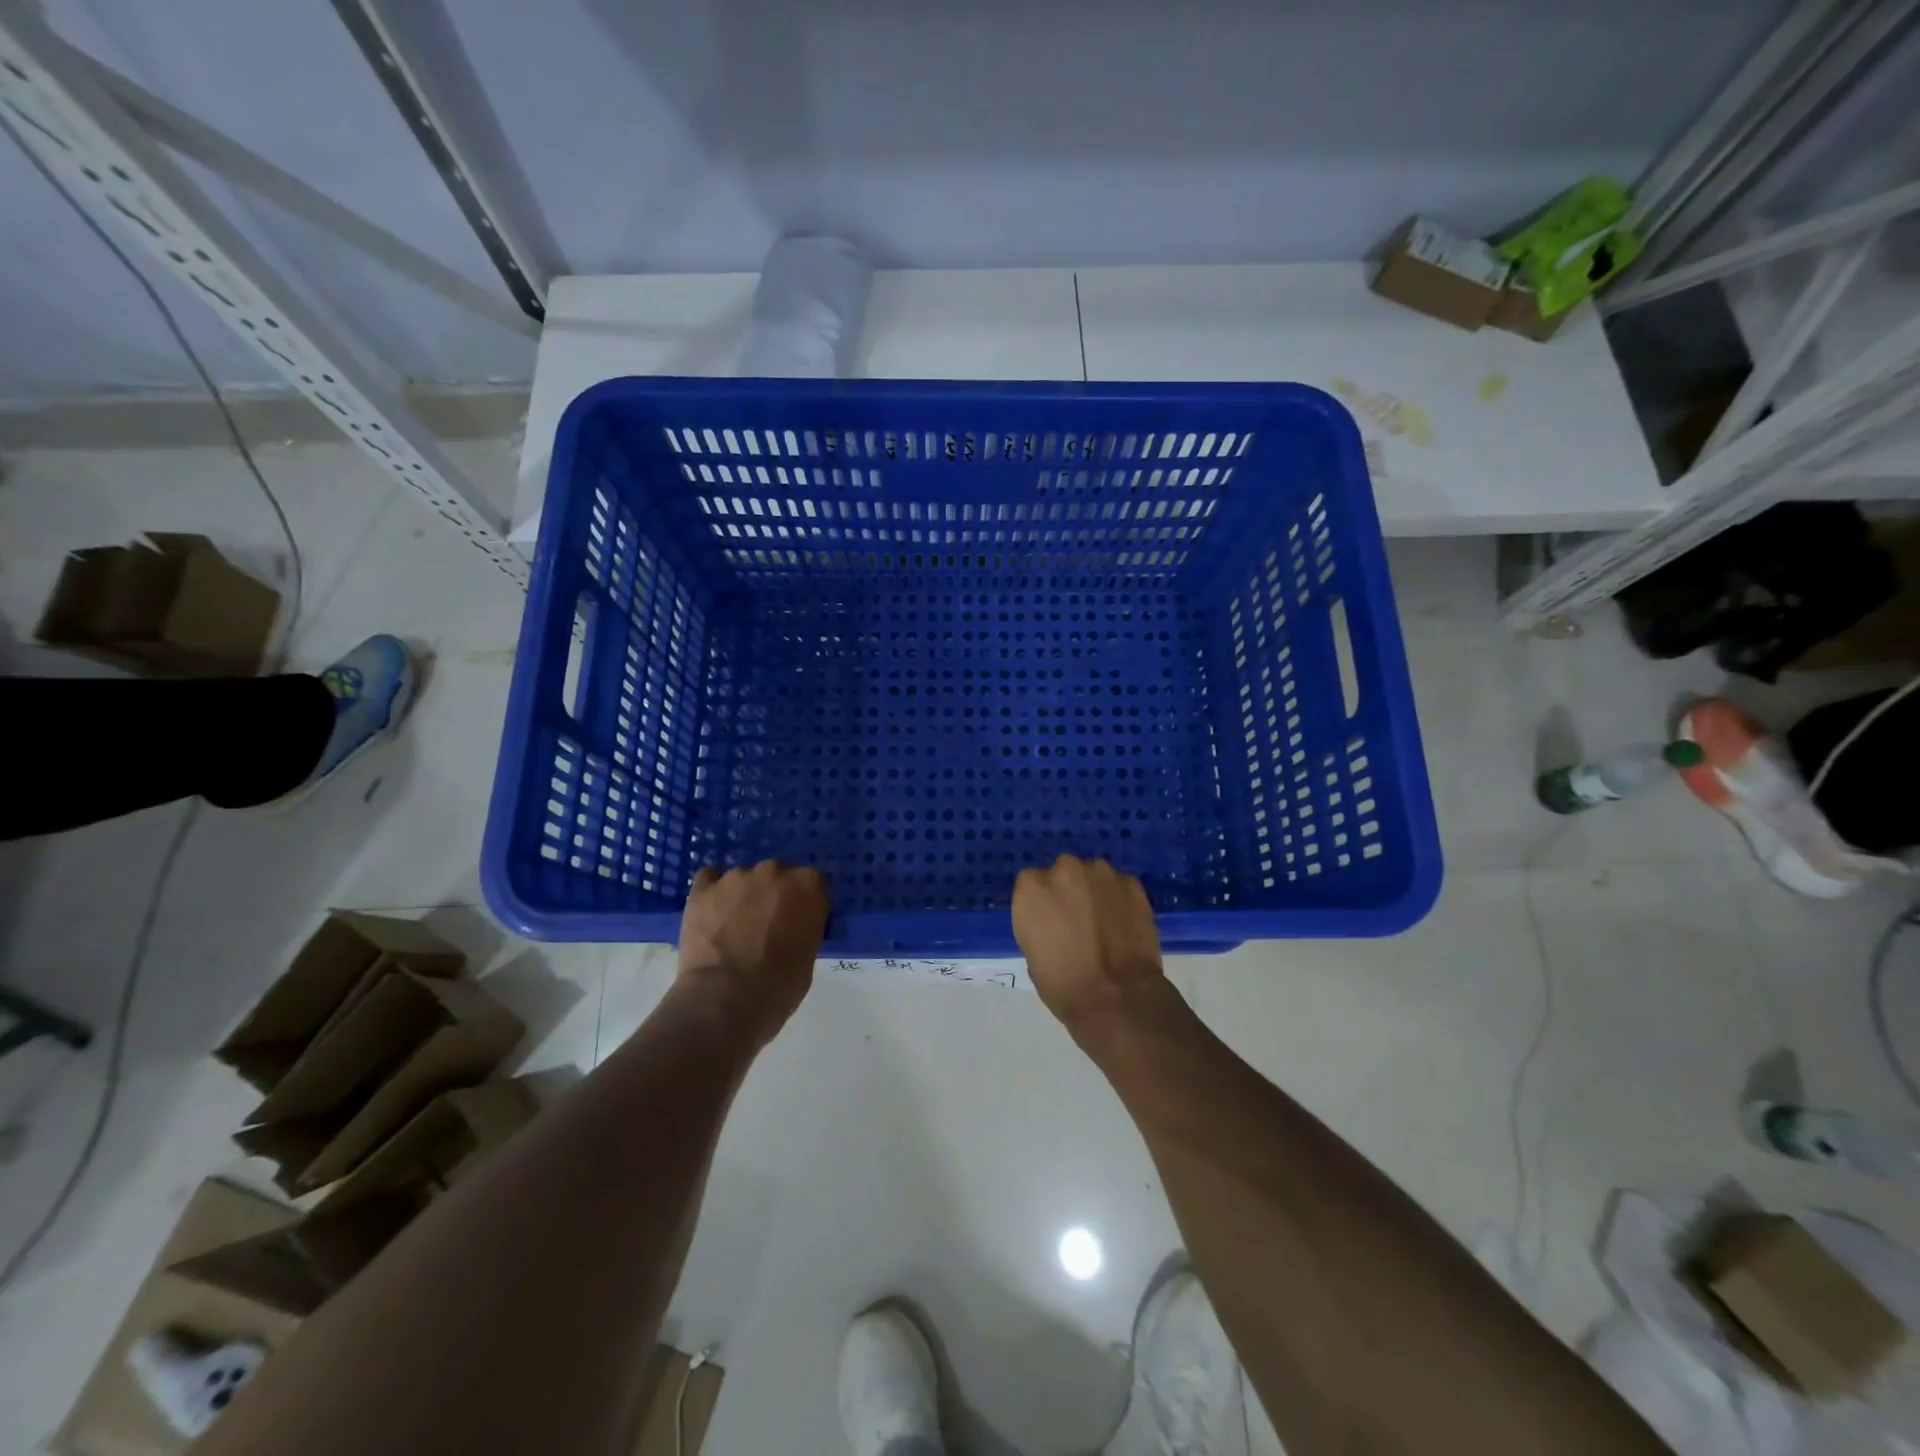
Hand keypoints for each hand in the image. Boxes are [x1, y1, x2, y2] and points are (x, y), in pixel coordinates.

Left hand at [679, 862, 828, 1046]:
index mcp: (807, 885)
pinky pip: (708, 879)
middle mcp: (774, 871)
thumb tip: (791, 927)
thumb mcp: (808, 956)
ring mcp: (735, 877)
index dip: (806, 901)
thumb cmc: (778, 987)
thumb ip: (804, 927)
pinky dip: (712, 893)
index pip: (814, 881)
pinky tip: (711, 914)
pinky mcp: (702, 890)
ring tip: (732, 927)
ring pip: (743, 878)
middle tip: (766, 925)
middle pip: (777, 875)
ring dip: (742, 895)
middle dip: (773, 895)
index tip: (800, 920)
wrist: (724, 1000)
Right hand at [1013, 855, 1167, 1033]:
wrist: (1117, 997)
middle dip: (1069, 892)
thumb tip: (1054, 924)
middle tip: (1078, 922)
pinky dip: (1120, 900)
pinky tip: (1125, 925)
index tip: (1051, 923)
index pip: (1032, 884)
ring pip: (1094, 876)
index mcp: (1032, 888)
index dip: (1043, 904)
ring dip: (1095, 892)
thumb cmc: (1063, 985)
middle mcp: (1064, 869)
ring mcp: (1100, 873)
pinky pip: (1120, 886)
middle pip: (1064, 873)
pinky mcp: (1131, 883)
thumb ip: (1039, 925)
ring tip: (1105, 923)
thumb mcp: (1033, 955)